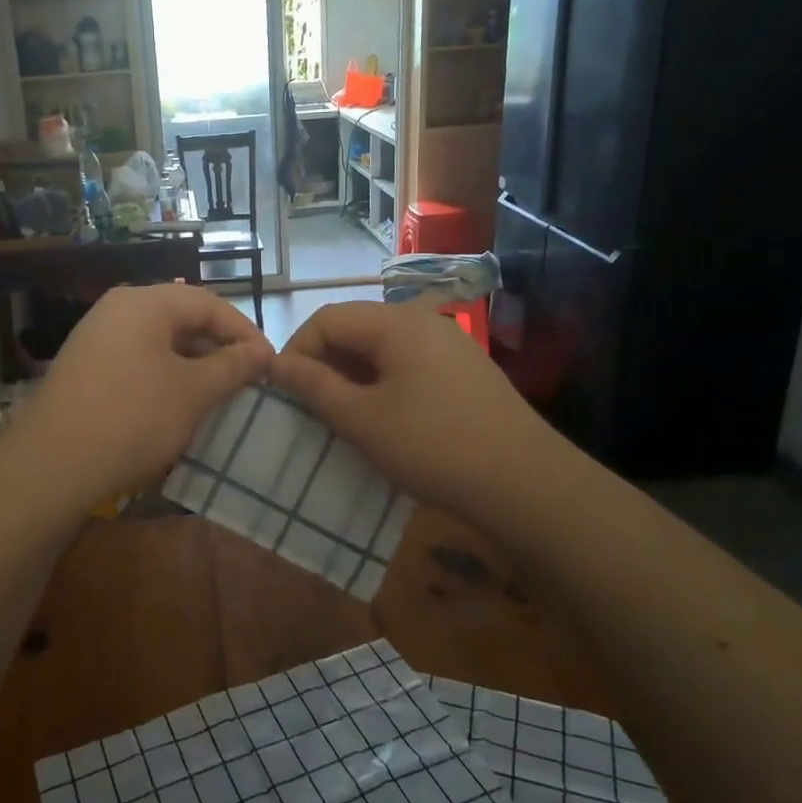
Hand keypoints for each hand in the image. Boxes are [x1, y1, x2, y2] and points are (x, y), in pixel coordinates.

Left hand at [5, 283, 272, 510]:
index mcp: (144, 302)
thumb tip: (261, 352)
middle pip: (181, 319)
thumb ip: (232, 366)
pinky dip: (164, 378)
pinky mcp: (84, 369)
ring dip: (192, 366)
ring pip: (158, 343)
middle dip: (218, 349)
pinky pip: (136, 362)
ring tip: (218, 396)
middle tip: (247, 381)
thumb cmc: (133, 418)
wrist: (51, 466)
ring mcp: (95, 339)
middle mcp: (116, 310)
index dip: (244, 332)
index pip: (208, 303)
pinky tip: (177, 408)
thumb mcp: (193, 392)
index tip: (270, 364)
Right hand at [270, 300, 573, 522]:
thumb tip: (275, 364)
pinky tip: (386, 419)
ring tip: (345, 418)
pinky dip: (384, 383)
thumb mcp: (362, 420)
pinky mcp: (465, 369)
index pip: (326, 319)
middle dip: (325, 364)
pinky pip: (408, 363)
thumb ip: (314, 386)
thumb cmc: (433, 447)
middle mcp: (422, 319)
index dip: (297, 351)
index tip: (285, 394)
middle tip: (313, 409)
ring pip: (381, 348)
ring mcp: (449, 343)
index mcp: (396, 322)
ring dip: (353, 376)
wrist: (526, 483)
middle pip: (355, 328)